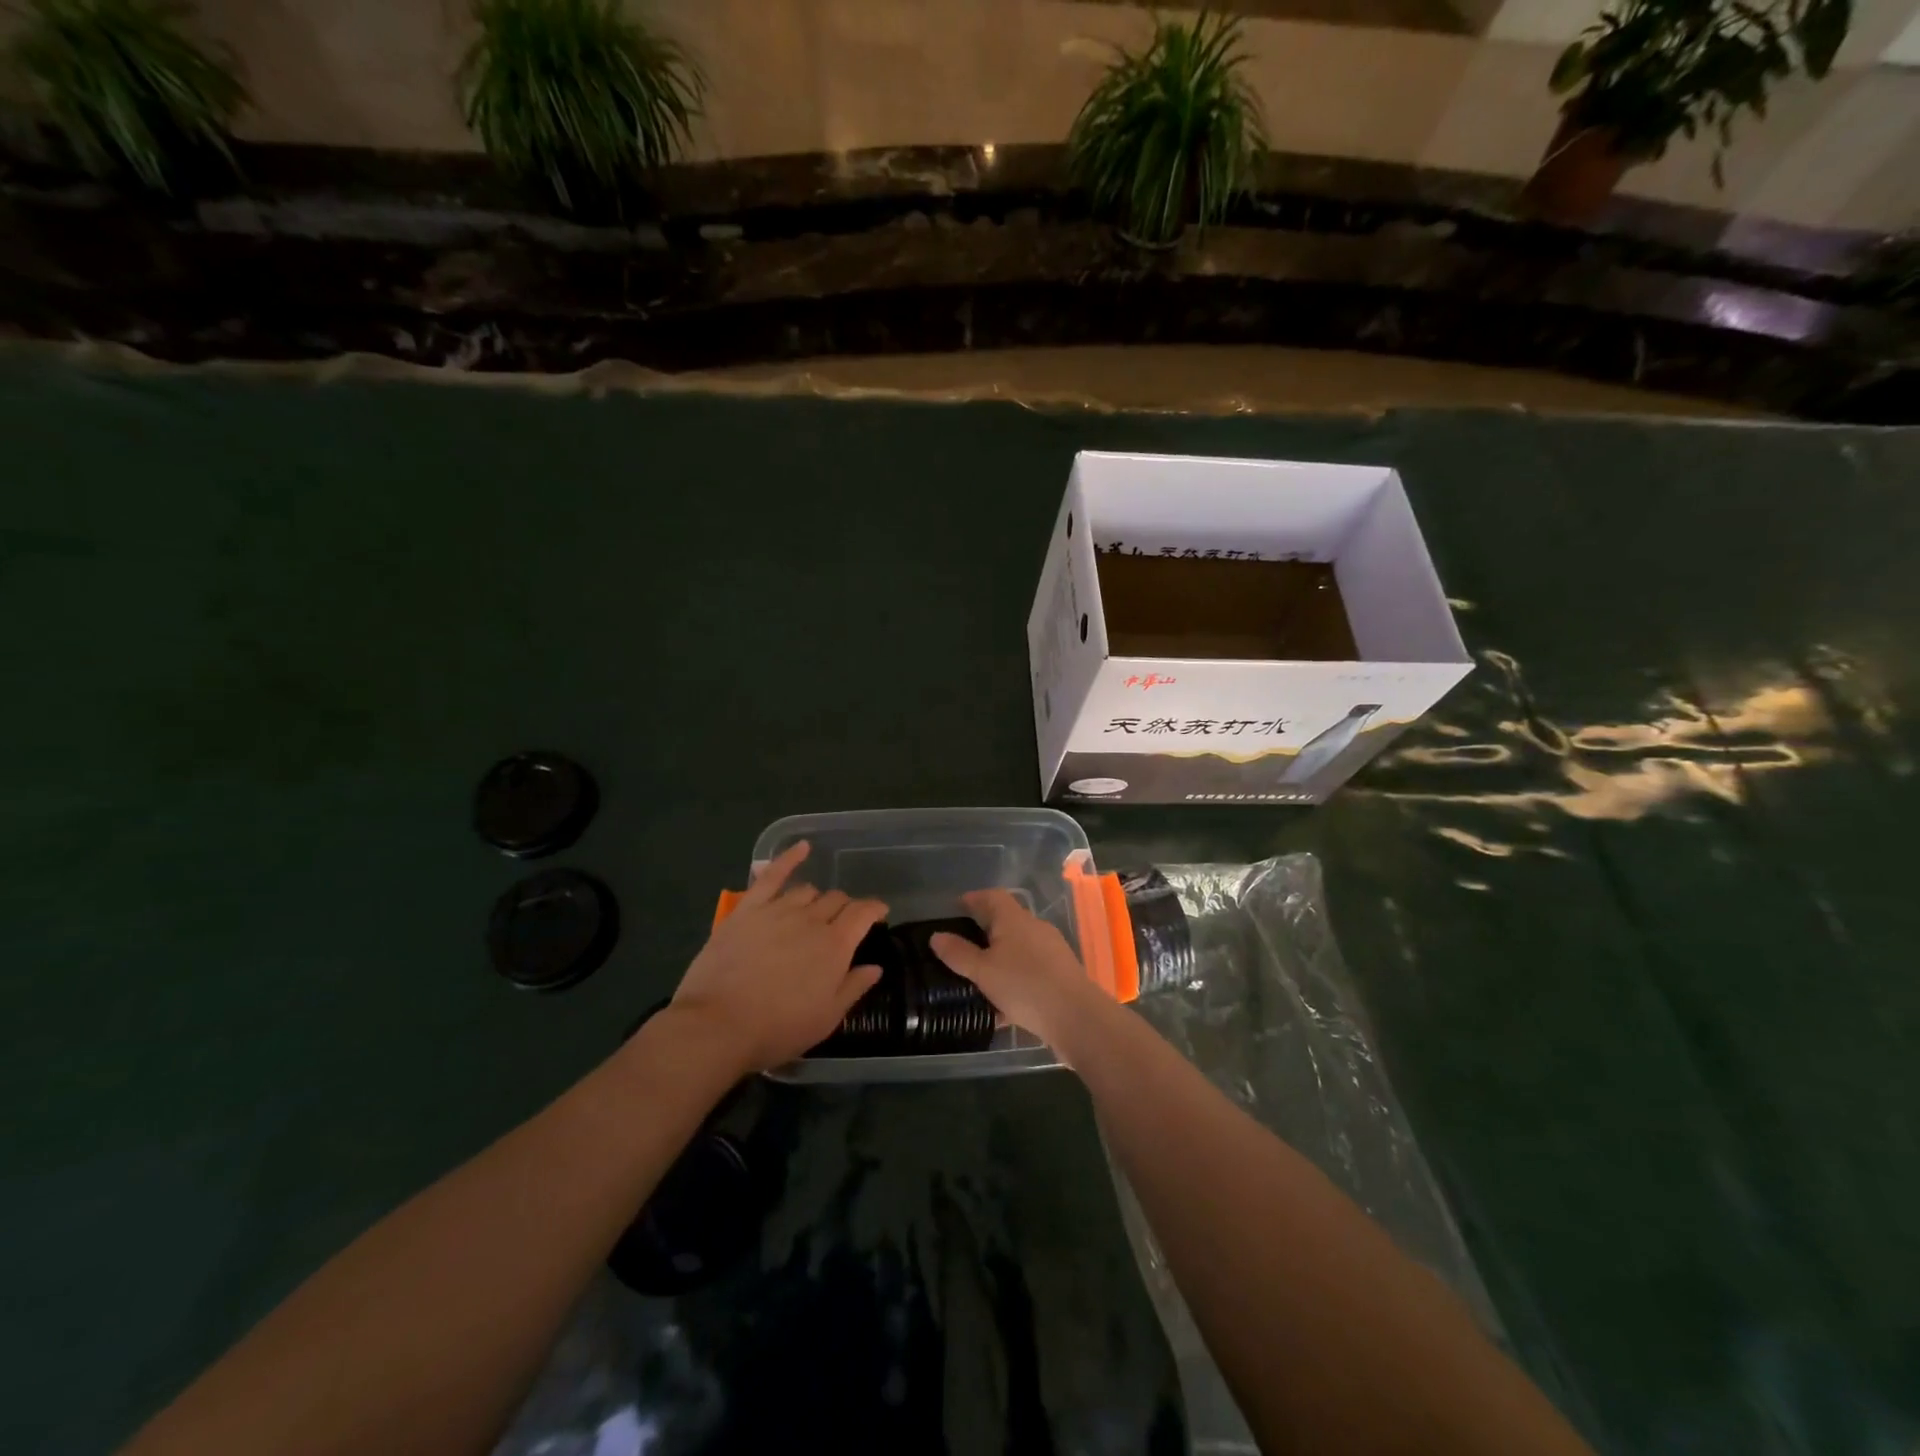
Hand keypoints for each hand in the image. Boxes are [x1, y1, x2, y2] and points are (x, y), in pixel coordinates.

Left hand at [669, 842, 886, 1075]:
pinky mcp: (748, 909)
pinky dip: (789, 857)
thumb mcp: (825, 1019)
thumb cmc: (777, 1028)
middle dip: (845, 908)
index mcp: (835, 945)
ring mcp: (777, 910)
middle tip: (842, 924)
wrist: (717, 1025)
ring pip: (807, 891)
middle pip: (836, 900)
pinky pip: (772, 875)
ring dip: (817, 899)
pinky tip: (802, 847)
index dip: (875, 910)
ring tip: (813, 912)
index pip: (863, 913)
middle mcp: (811, 920)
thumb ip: (853, 988)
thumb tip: (875, 966)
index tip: (880, 913)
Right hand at [930, 890, 1107, 1053]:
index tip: (956, 907)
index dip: (973, 898)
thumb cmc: (1025, 986)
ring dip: (999, 957)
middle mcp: (1035, 928)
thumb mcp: (983, 971)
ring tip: (978, 977)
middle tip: (961, 945)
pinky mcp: (1061, 973)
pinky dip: (1013, 978)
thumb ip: (958, 954)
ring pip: (1018, 947)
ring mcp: (1051, 950)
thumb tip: (937, 936)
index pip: (992, 896)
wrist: (1078, 1017)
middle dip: (984, 930)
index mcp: (1014, 919)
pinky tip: (1002, 1005)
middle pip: (1006, 920)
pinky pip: (1030, 969)